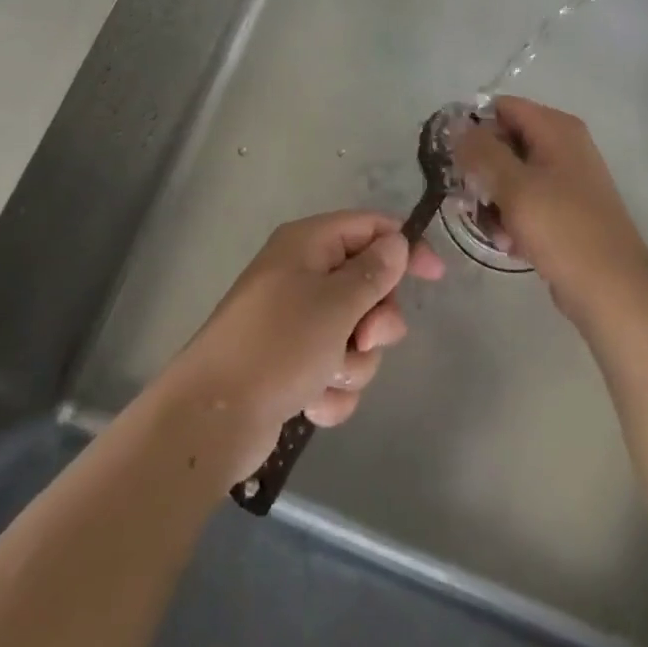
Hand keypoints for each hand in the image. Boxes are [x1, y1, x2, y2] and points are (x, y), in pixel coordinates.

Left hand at [155, 211, 444, 481]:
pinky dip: (330, 389)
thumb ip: (374, 272)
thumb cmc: (277, 345)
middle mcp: (302, 275)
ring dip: (352, 362)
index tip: (434, 276)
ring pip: (355, 335)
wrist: (212, 418)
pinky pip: (334, 370)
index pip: (369, 228)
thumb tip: (396, 242)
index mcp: (308, 245)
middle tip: (364, 338)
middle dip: (374, 320)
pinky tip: (311, 403)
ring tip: (325, 376)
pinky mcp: (292, 364)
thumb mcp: (335, 304)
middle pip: (367, 286)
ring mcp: (296, 322)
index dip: (404, 247)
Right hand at [453, 97, 647, 323]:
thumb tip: (457, 128)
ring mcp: (565, 179)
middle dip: (482, 170)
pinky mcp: (564, 210)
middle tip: (467, 198)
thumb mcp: (515, 187)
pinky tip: (510, 244)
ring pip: (510, 175)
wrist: (614, 293)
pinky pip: (525, 201)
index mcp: (556, 128)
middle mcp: (563, 145)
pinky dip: (512, 218)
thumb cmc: (564, 231)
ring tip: (494, 230)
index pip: (502, 107)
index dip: (473, 128)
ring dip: (493, 200)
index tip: (452, 158)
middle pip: (504, 141)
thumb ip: (481, 152)